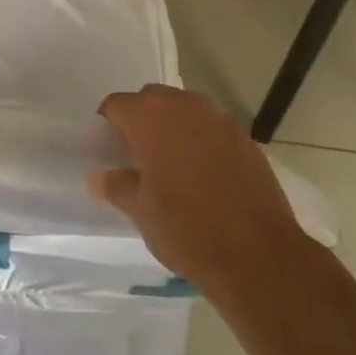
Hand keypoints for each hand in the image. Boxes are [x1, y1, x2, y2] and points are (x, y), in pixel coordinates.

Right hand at [90, 85, 311, 296]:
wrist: (257, 254)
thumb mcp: (141, 212)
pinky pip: (211, 127)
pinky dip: (201, 140)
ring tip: (172, 164)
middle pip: (151, 99)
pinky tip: (205, 173)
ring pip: (184, 110)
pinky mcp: (244, 136)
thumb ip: (116, 186)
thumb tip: (98, 177)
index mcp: (150, 117)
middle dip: (141, 120)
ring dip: (173, 127)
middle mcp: (184, 105)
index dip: (108, 124)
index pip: (116, 104)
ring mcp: (218, 117)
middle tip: (138, 156)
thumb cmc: (187, 229)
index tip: (108, 150)